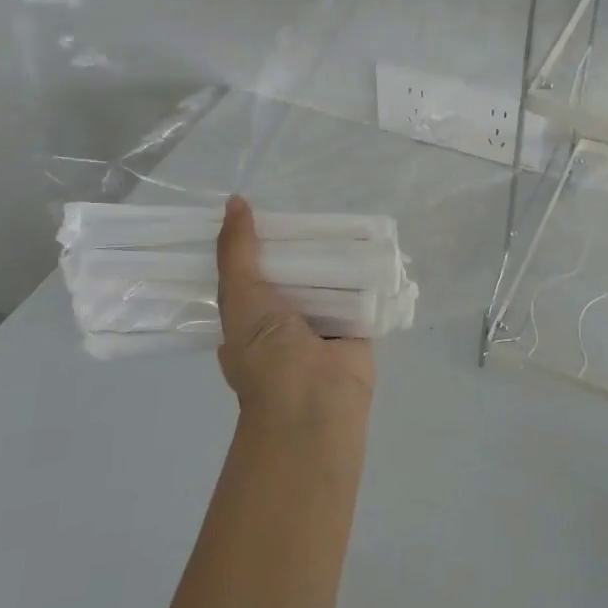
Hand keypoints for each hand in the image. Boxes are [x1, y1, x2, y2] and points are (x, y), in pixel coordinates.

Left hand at [216, 196, 375, 429]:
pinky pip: (361, 291)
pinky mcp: (357, 326)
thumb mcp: (239, 296)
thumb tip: (235, 202)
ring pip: (327, 278)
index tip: (264, 206)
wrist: (315, 406)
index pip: (250, 271)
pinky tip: (372, 240)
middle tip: (310, 202)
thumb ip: (237, 252)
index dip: (256, 241)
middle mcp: (284, 319)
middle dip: (299, 244)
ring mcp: (322, 323)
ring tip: (342, 213)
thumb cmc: (267, 355)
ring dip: (333, 254)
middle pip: (292, 270)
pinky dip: (365, 271)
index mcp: (250, 316)